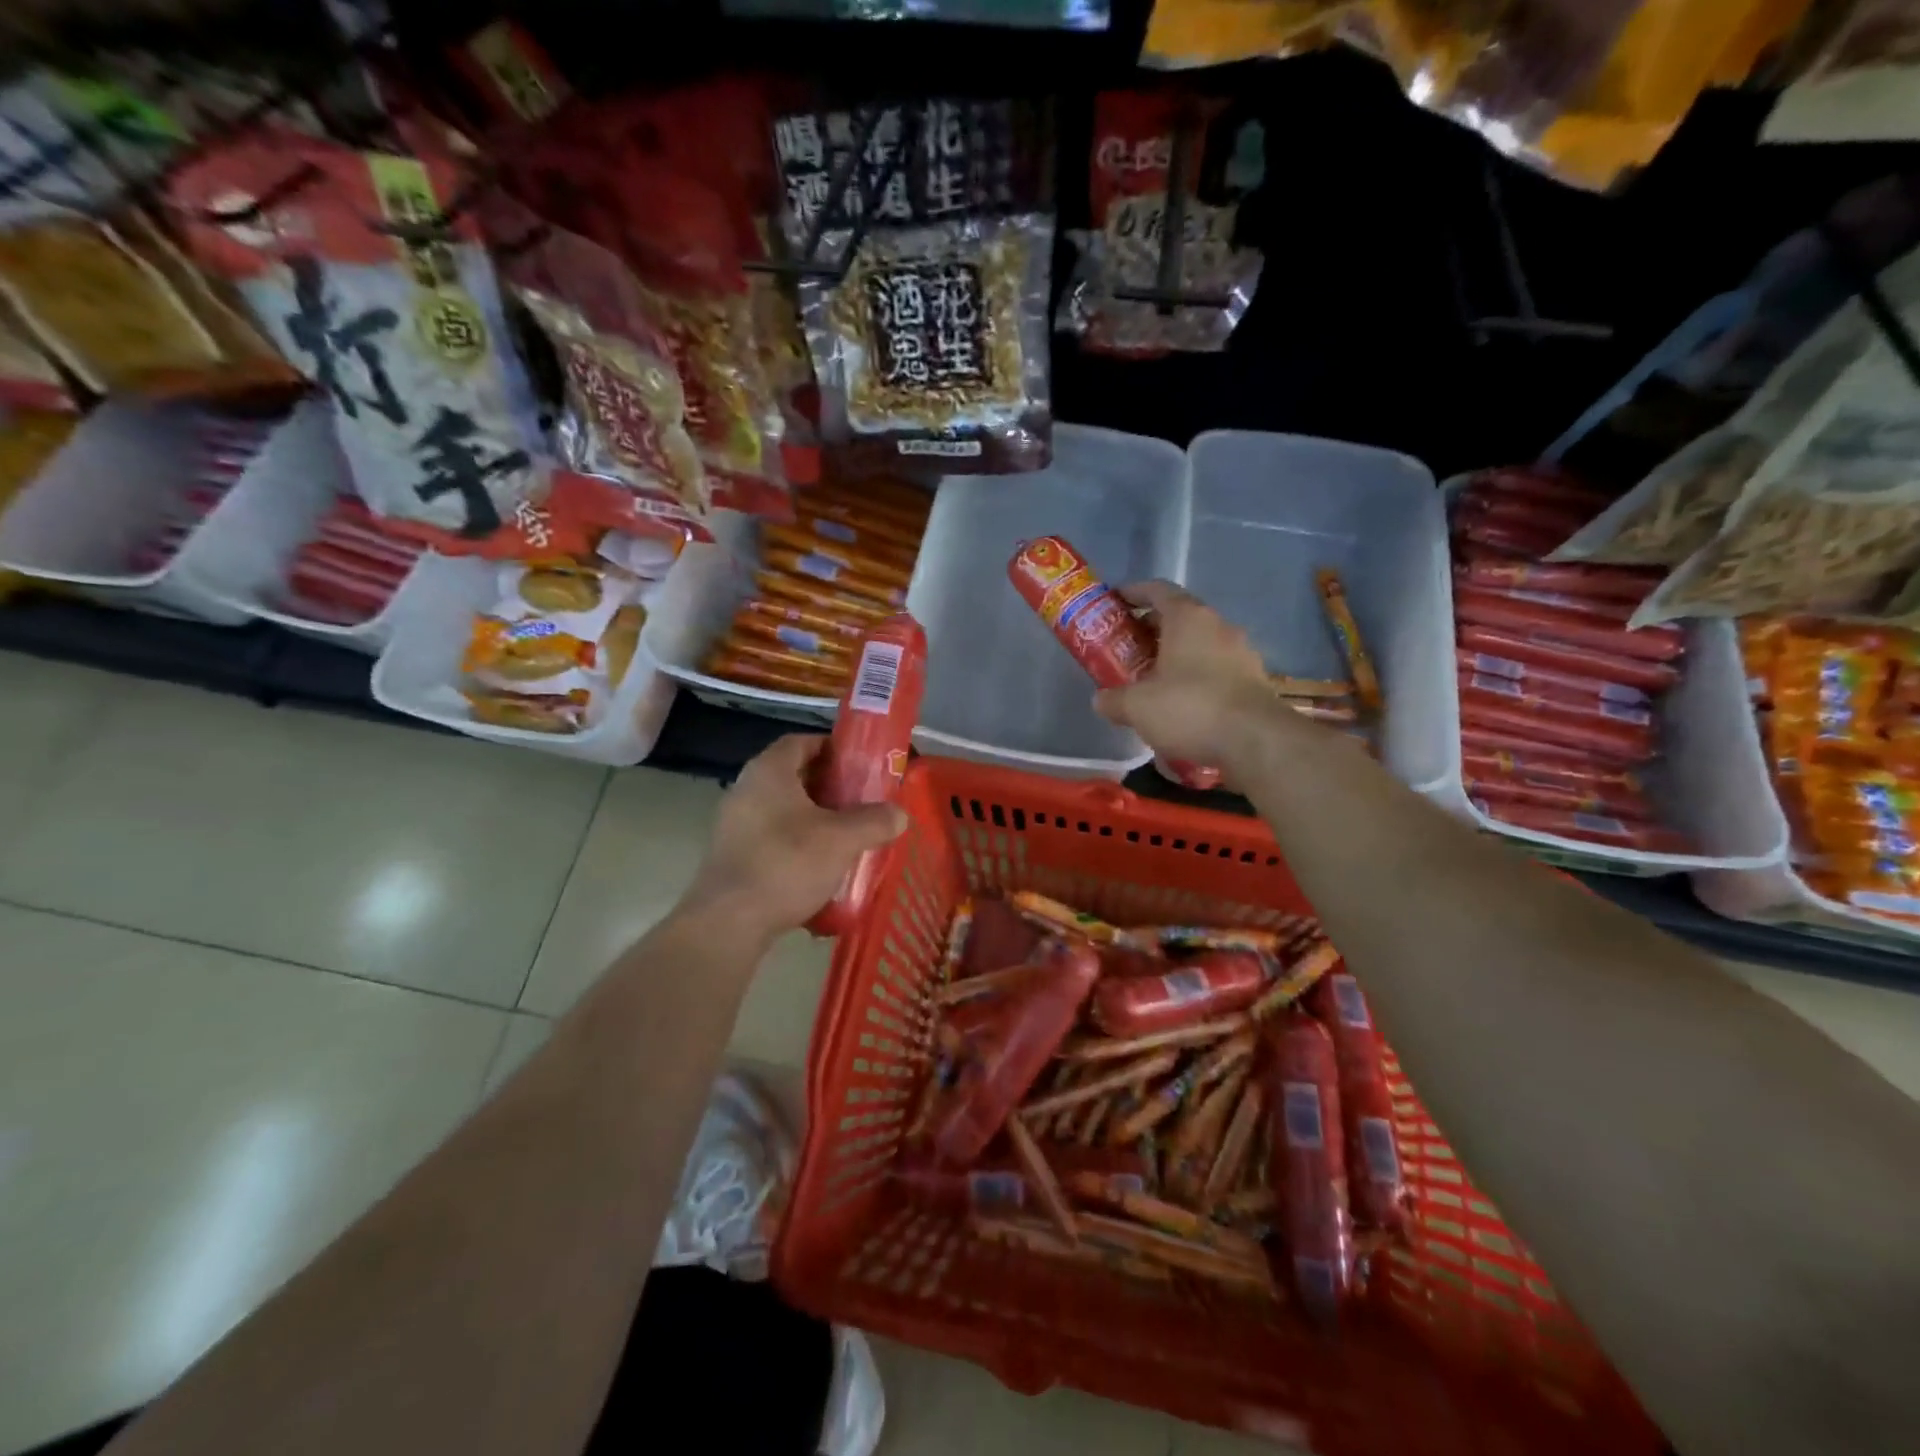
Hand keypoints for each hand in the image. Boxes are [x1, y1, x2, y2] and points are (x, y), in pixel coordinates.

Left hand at [683, 735, 907, 940]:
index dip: (831, 747)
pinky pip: (772, 837)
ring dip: (814, 818)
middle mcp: (746, 789)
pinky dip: (797, 843)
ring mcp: (734, 824)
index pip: (801, 742)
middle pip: (793, 776)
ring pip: (783, 809)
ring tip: (846, 835)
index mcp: (769, 771)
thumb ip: (875, 821)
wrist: (729, 922)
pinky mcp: (732, 855)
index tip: (859, 764)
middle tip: (861, 800)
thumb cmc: (787, 863)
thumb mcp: (842, 839)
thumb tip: (899, 814)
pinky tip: (821, 867)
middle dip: (829, 786)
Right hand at [1092, 581, 1282, 771]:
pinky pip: (1216, 670)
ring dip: (1175, 656)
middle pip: (1179, 618)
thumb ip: (1113, 699)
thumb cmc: (1189, 708)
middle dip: (1150, 630)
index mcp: (1188, 618)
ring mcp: (1241, 653)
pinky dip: (1196, 679)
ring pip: (1200, 645)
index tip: (1115, 602)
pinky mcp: (1254, 681)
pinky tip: (1182, 704)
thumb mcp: (1137, 706)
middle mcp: (1218, 626)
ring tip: (1152, 680)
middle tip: (1126, 648)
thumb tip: (1101, 699)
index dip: (1133, 593)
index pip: (1158, 590)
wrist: (1256, 741)